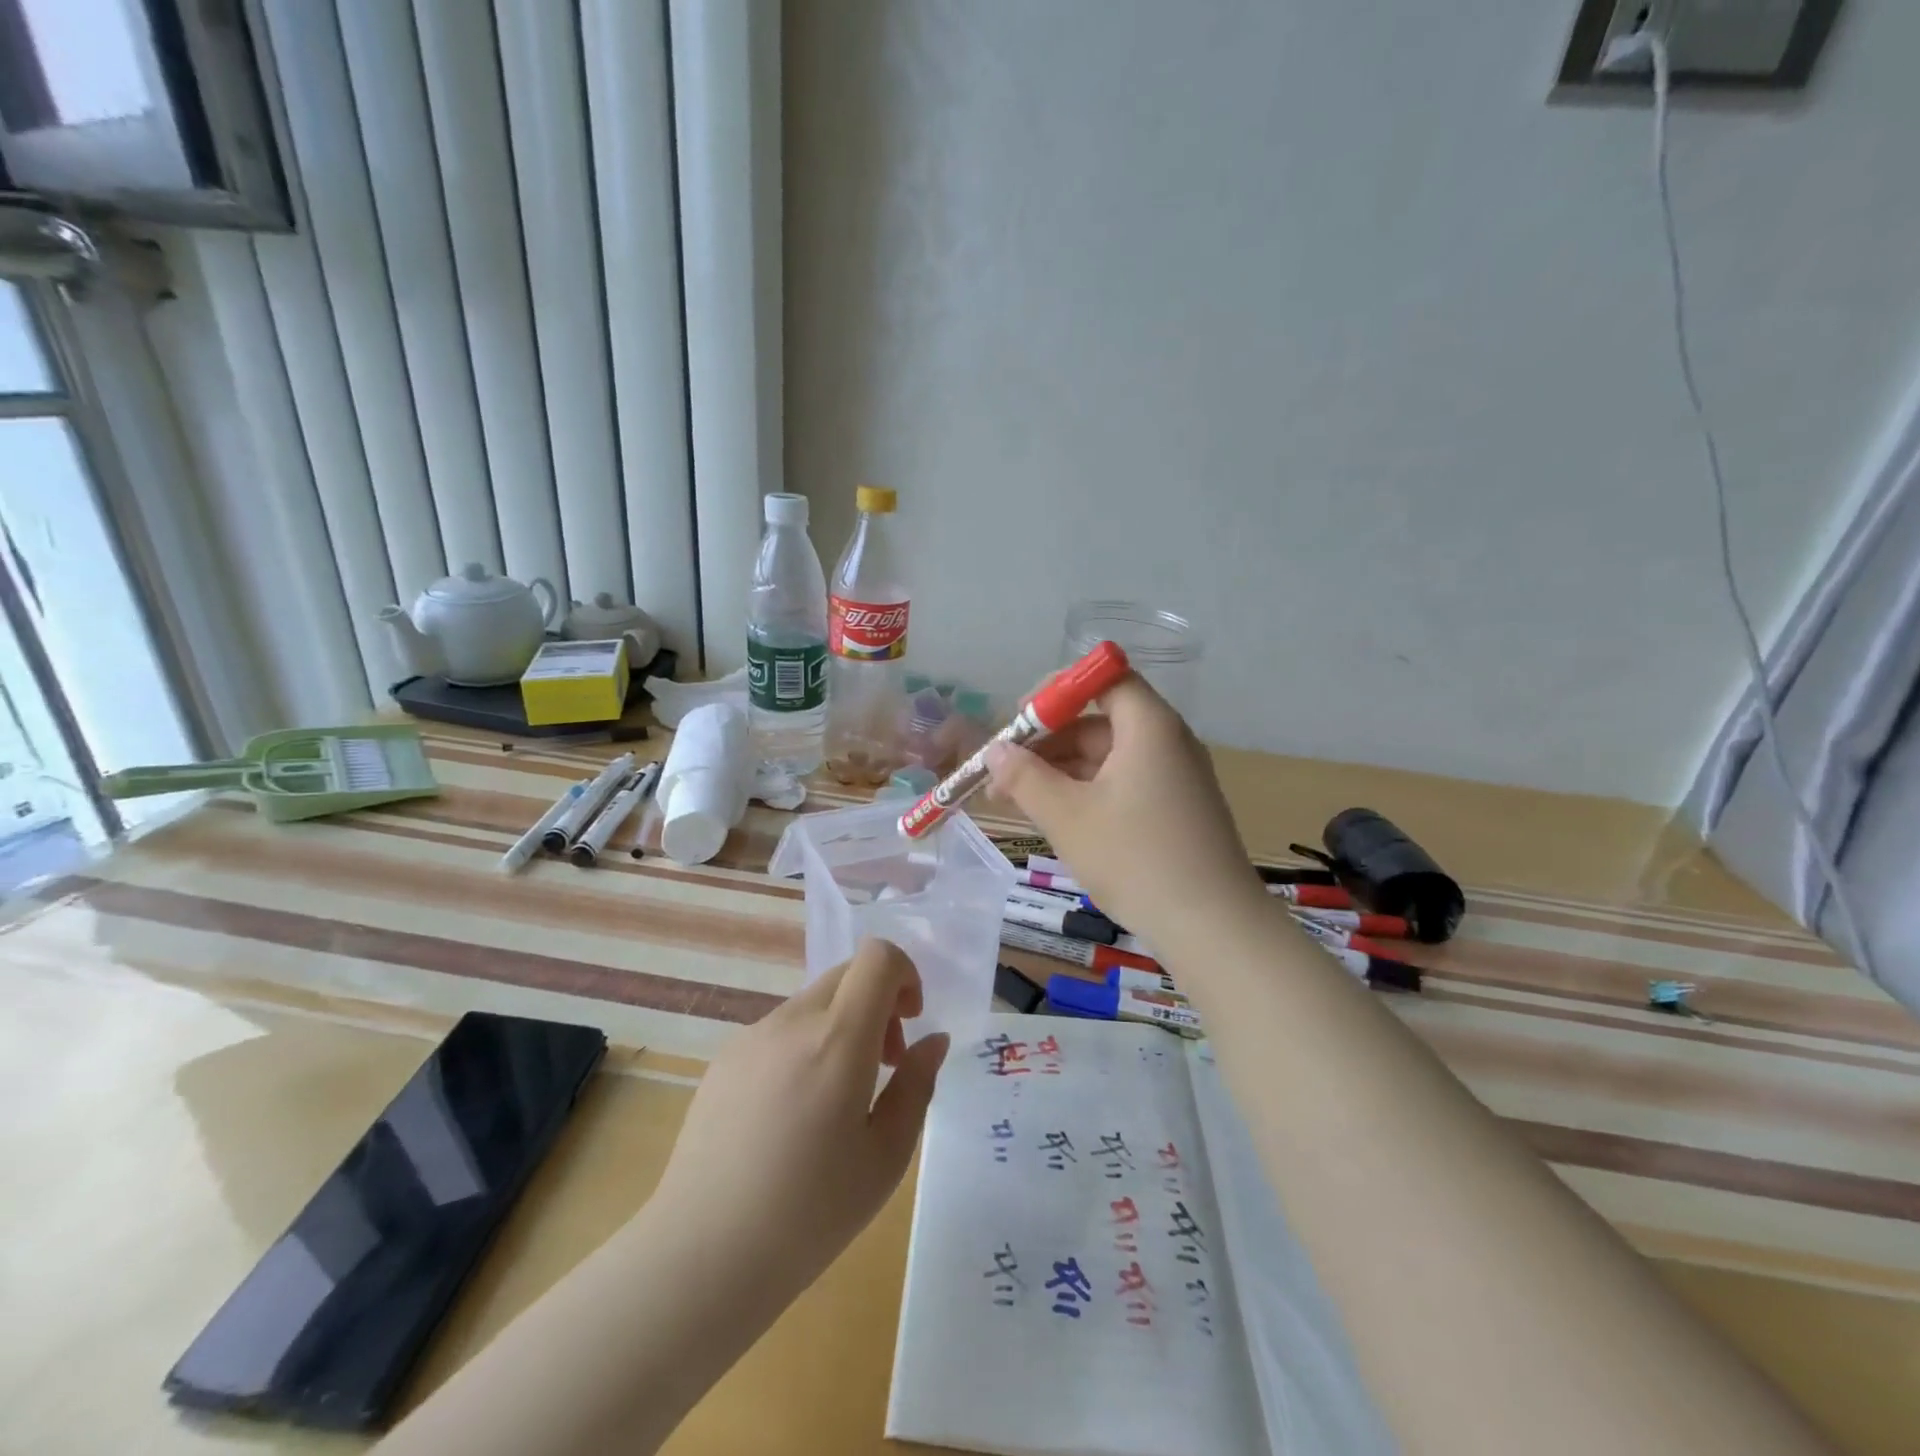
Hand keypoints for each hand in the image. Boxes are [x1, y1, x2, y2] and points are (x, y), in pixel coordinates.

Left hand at [647, 938, 949, 1302]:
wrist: (702, 1256)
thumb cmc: (809, 1213)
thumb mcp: (886, 1157)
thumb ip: (916, 1086)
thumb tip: (933, 1040)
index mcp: (837, 1039)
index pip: (878, 957)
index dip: (905, 974)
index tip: (910, 1023)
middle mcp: (792, 1021)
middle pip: (847, 974)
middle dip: (878, 1004)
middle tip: (883, 1066)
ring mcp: (752, 1037)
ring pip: (814, 1003)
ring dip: (841, 1027)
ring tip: (837, 1100)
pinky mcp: (724, 1060)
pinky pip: (780, 1031)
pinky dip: (804, 1047)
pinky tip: (791, 1116)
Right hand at [986, 673, 1265, 943]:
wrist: (1213, 928)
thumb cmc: (1136, 859)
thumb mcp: (1068, 817)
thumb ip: (1025, 778)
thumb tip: (994, 751)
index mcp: (1149, 727)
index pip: (1104, 677)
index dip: (1058, 690)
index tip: (1020, 718)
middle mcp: (1168, 742)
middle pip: (1101, 720)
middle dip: (1048, 741)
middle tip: (1003, 772)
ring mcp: (1176, 778)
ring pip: (1108, 757)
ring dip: (1061, 772)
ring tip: (1015, 801)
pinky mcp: (1177, 810)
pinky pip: (1124, 783)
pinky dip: (1087, 792)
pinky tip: (1056, 819)